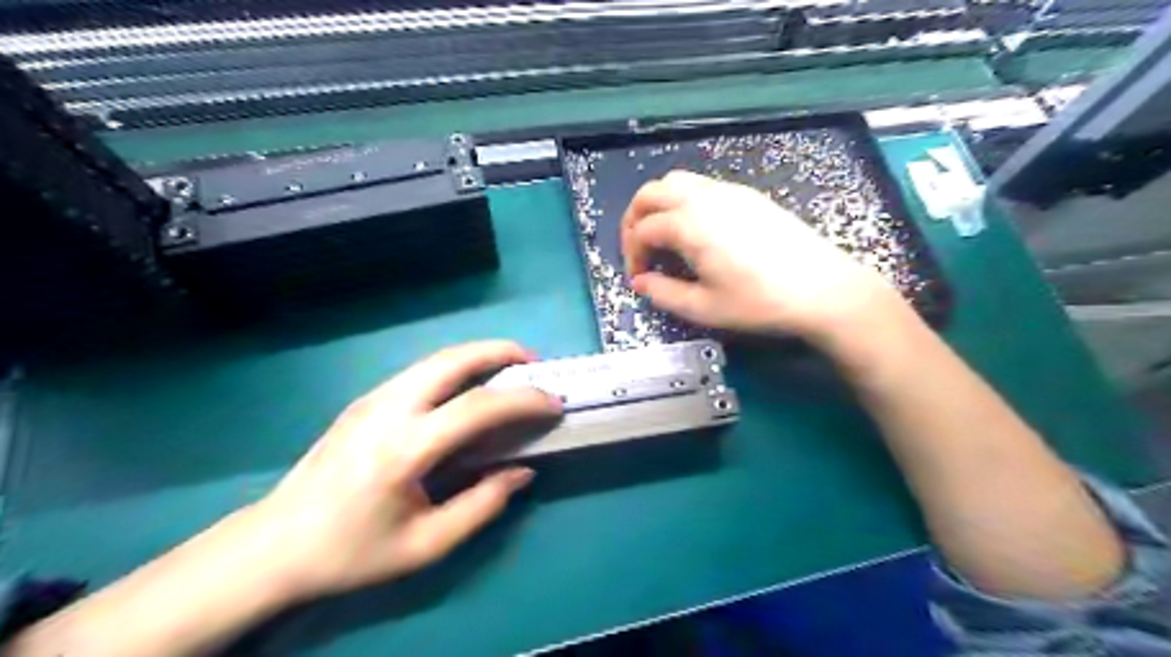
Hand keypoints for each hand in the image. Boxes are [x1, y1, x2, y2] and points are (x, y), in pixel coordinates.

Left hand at [245, 341, 561, 601]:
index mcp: (405, 448)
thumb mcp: (426, 545)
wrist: (274, 544)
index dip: (523, 400)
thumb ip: (482, 505)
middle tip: (533, 364)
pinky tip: (469, 389)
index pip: (478, 407)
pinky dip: (456, 368)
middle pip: (453, 360)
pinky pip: (421, 372)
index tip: (554, 403)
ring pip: (436, 359)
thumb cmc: (353, 551)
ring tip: (509, 370)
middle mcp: (389, 409)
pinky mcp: (365, 400)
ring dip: (478, 356)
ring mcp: (373, 398)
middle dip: (500, 352)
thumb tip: (522, 471)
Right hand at [622, 169, 899, 342]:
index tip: (639, 278)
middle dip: (635, 218)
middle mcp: (705, 198)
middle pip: (652, 192)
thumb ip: (664, 293)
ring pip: (677, 182)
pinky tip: (695, 231)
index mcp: (690, 224)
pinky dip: (683, 201)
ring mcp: (729, 192)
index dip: (632, 254)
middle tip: (638, 248)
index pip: (643, 229)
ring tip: (662, 237)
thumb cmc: (760, 302)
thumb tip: (640, 282)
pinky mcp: (748, 195)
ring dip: (658, 205)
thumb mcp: (704, 308)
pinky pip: (702, 186)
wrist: (822, 288)